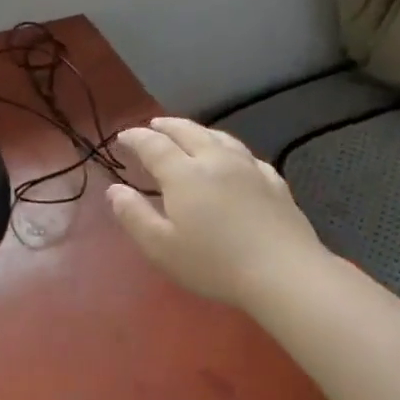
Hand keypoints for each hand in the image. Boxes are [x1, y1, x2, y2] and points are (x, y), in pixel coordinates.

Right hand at [108, 118, 325, 306]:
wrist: (285, 274)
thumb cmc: (213, 263)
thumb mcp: (160, 246)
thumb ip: (133, 215)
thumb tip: (114, 190)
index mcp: (184, 174)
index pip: (154, 145)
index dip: (135, 138)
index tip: (122, 137)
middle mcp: (216, 161)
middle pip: (188, 132)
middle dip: (166, 126)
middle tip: (152, 125)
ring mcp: (249, 169)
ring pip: (220, 137)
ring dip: (198, 131)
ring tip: (188, 133)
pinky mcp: (274, 183)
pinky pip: (246, 155)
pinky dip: (229, 148)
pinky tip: (232, 158)